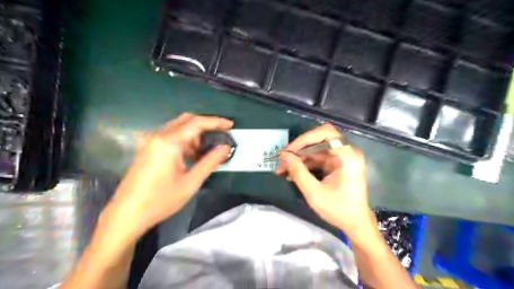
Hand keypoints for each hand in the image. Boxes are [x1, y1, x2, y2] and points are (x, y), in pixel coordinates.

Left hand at [102, 113, 232, 238]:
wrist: (127, 214)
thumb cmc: (161, 200)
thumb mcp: (191, 182)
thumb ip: (210, 162)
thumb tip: (226, 148)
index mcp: (169, 142)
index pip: (197, 123)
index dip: (216, 122)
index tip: (230, 125)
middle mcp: (158, 136)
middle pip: (187, 120)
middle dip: (205, 126)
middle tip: (220, 135)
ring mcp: (150, 141)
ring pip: (178, 127)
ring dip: (194, 134)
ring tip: (205, 151)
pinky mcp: (147, 147)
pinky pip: (170, 135)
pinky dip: (184, 140)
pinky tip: (190, 155)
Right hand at [277, 123, 373, 237]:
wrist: (355, 224)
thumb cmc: (339, 210)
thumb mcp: (314, 193)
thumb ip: (298, 172)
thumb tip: (284, 156)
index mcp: (347, 156)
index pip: (326, 133)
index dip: (305, 139)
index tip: (289, 151)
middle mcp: (346, 152)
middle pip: (319, 140)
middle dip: (299, 149)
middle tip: (282, 160)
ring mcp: (341, 158)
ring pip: (315, 150)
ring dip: (299, 158)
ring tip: (282, 169)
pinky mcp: (336, 164)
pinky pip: (317, 159)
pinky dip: (304, 164)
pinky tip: (291, 173)